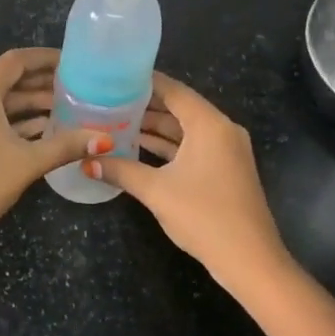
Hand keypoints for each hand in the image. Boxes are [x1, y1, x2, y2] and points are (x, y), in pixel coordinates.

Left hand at [0, 48, 102, 254]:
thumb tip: (105, 139)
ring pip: (0, 103)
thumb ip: (66, 145)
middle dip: (42, 83)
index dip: (45, 58)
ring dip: (30, 105)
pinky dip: (15, 123)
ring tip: (67, 110)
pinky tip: (43, 132)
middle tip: (77, 87)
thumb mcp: (27, 163)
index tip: (73, 62)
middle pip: (8, 80)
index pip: (16, 61)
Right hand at [85, 72, 290, 290]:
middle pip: (178, 109)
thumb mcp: (156, 191)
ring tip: (115, 122)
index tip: (114, 77)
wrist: (248, 258)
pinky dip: (167, 147)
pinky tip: (138, 149)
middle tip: (107, 101)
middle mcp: (221, 130)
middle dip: (144, 106)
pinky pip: (192, 148)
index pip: (173, 91)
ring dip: (154, 129)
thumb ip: (121, 171)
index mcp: (209, 125)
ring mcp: (225, 151)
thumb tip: (86, 162)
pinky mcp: (224, 170)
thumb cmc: (203, 216)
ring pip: (184, 131)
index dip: (144, 82)